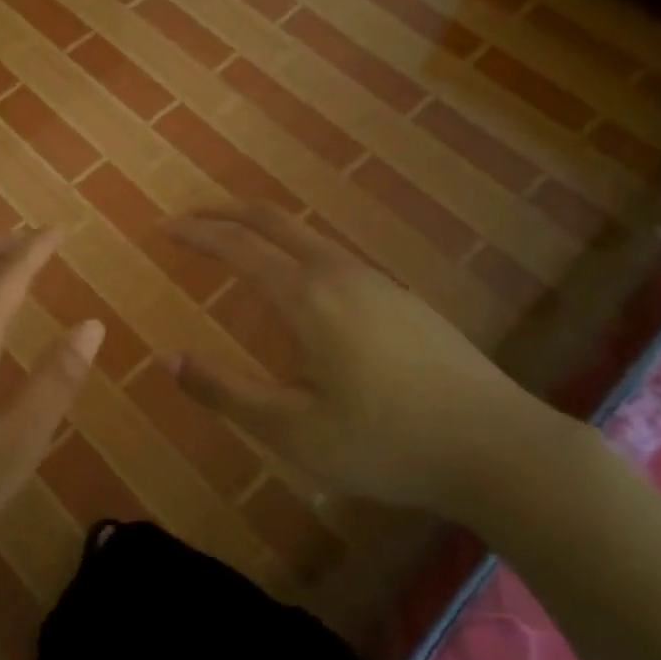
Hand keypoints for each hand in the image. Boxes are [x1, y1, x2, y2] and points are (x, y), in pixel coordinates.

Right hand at [162, 203, 554, 516]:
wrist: (498, 447)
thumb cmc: (386, 443)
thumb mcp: (292, 430)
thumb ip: (224, 391)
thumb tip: (166, 358)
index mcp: (307, 297)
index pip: (237, 247)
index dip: (195, 234)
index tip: (162, 228)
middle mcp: (339, 273)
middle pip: (272, 220)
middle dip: (224, 211)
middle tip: (189, 217)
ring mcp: (376, 281)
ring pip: (306, 234)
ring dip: (261, 228)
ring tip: (234, 243)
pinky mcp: (401, 298)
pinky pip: (331, 255)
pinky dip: (293, 248)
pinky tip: (298, 283)